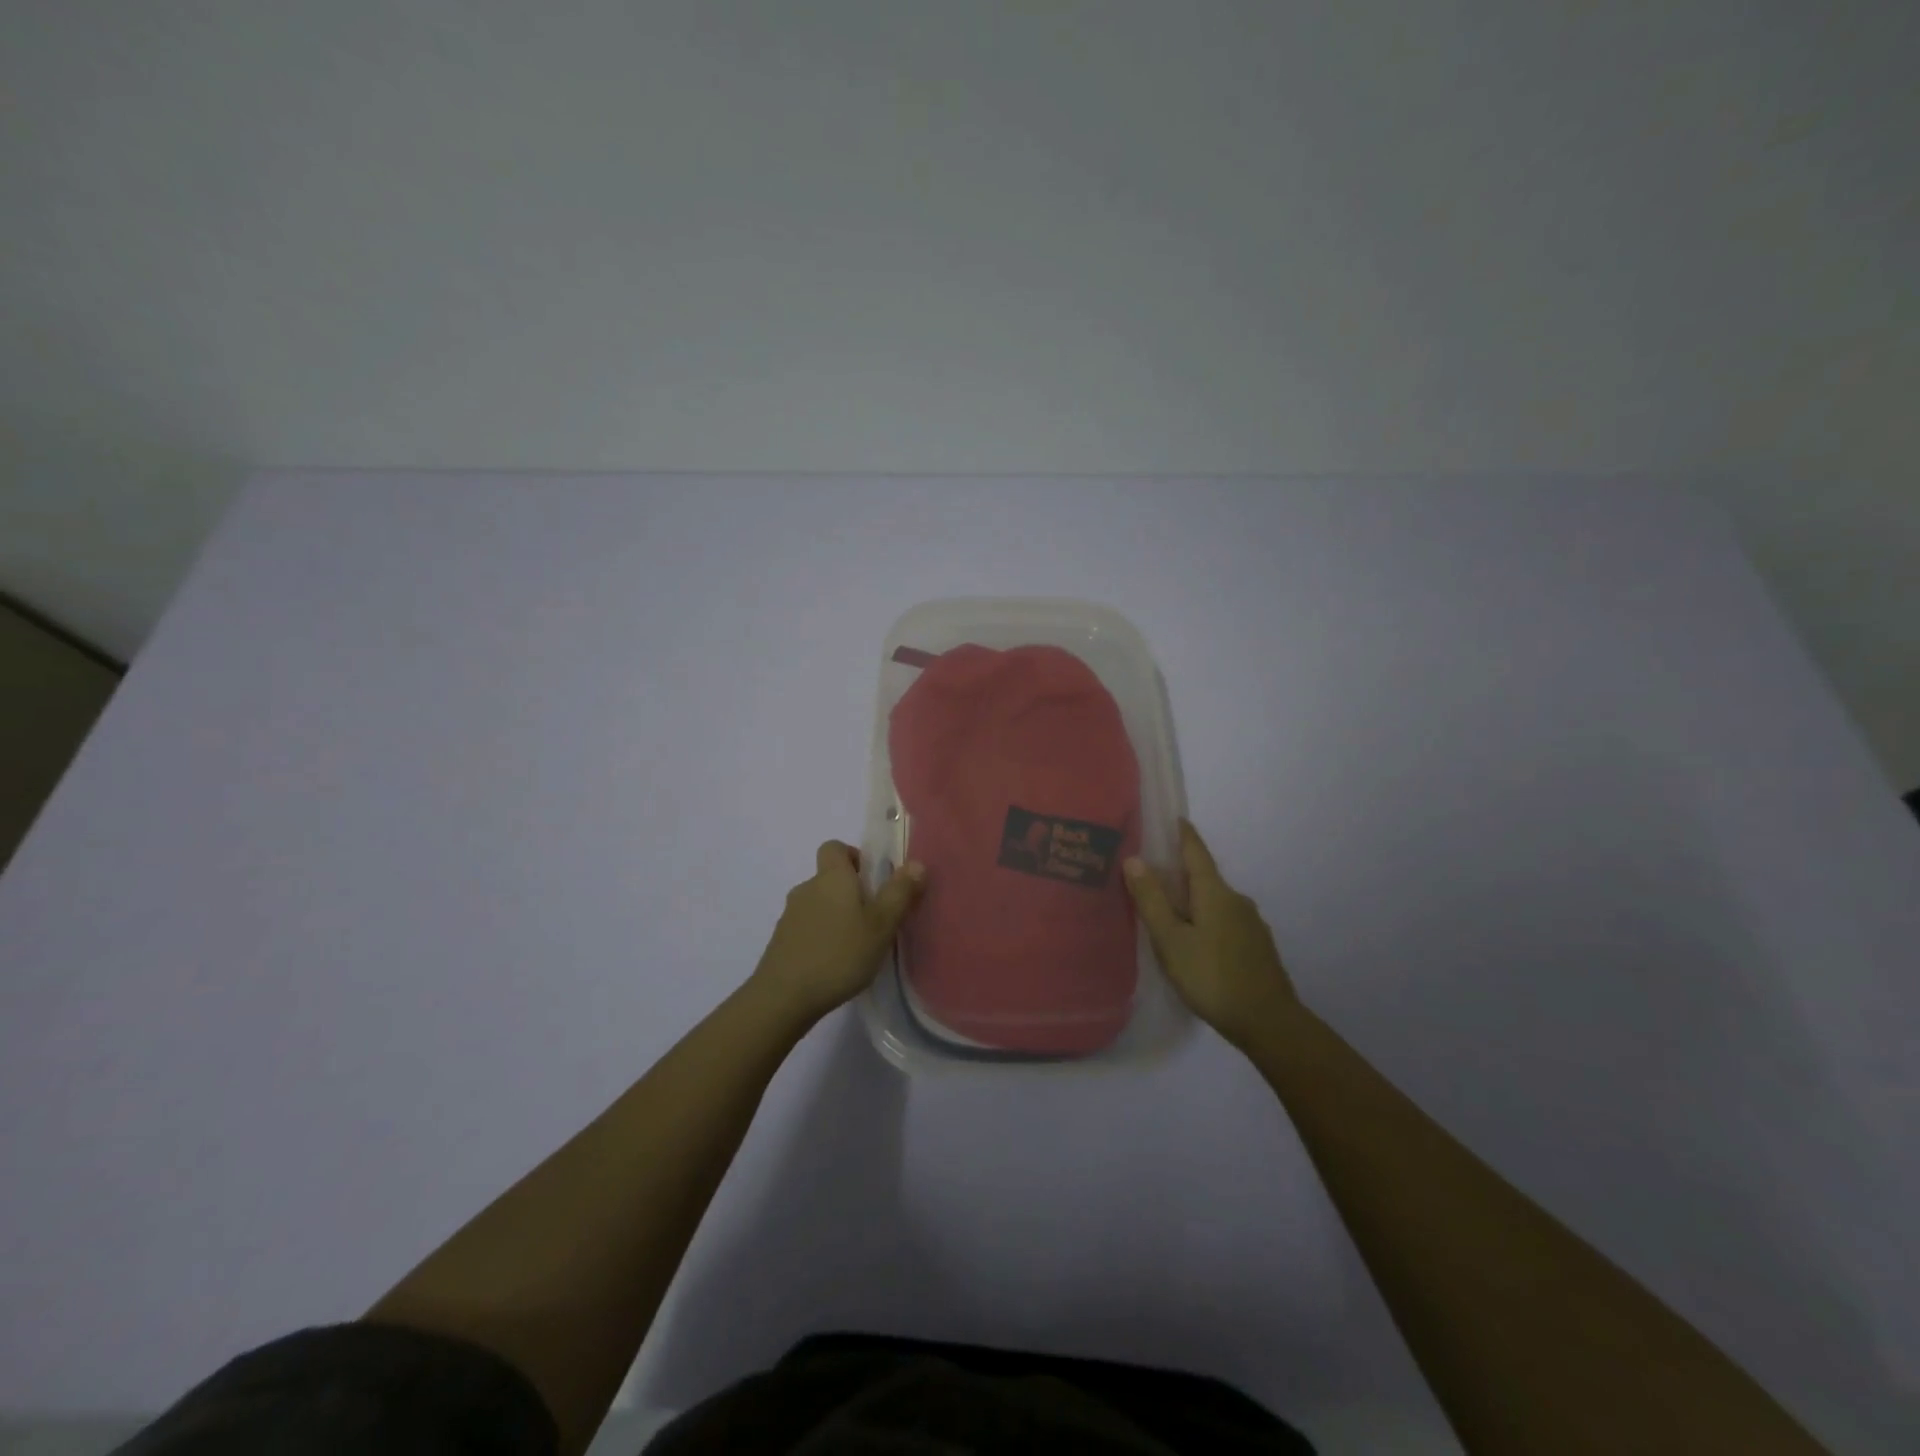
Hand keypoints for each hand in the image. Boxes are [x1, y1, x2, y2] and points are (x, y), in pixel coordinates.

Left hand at [750, 841, 925, 1023]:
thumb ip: (899, 893)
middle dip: (850, 892)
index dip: (853, 856)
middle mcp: (807, 888)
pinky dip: (821, 936)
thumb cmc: (839, 954)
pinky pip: (806, 927)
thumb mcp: (881, 925)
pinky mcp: (781, 941)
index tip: (872, 880)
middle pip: (828, 878)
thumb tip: (917, 863)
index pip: (834, 847)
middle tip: (873, 919)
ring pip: (818, 904)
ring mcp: (789, 915)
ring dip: (836, 916)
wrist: (783, 997)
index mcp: (831, 878)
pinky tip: (833, 963)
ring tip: (856, 945)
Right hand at [1124, 820, 1299, 1050]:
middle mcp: (1237, 900)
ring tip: (1168, 915)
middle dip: (1180, 875)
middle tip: (1152, 877)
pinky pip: (1225, 922)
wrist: (1269, 1022)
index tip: (1175, 818)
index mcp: (1214, 892)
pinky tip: (1194, 943)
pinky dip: (1206, 922)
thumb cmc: (1212, 976)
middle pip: (1204, 878)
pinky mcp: (1257, 947)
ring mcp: (1251, 925)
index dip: (1184, 835)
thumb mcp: (1171, 940)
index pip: (1196, 852)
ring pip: (1215, 903)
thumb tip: (1134, 858)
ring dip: (1193, 903)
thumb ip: (1152, 900)